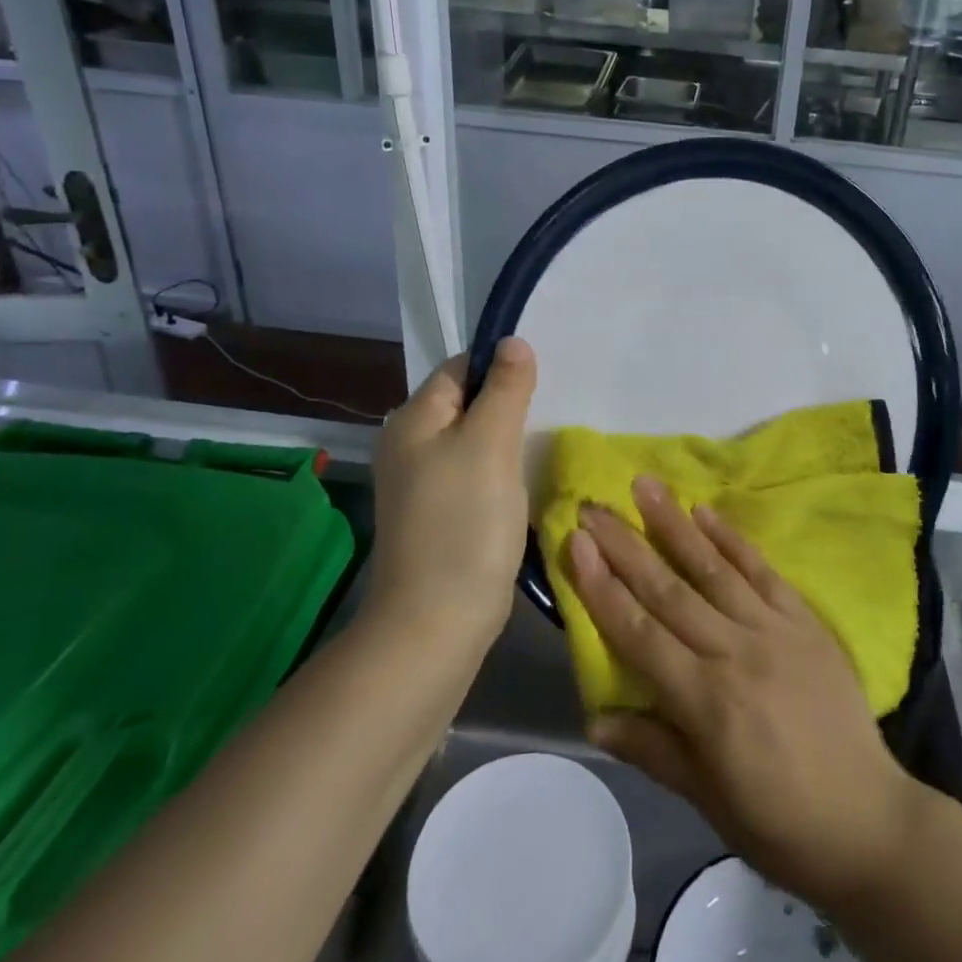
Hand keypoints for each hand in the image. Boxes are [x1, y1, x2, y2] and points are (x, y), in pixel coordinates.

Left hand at [368, 338, 535, 642]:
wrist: (437, 620)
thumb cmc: (465, 522)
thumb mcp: (490, 444)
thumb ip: (504, 388)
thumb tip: (513, 341)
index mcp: (413, 420)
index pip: (459, 368)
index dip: (499, 366)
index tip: (541, 381)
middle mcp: (410, 445)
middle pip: (467, 403)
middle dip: (508, 403)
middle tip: (551, 412)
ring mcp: (424, 484)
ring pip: (474, 441)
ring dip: (508, 440)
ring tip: (545, 443)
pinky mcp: (441, 515)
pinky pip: (475, 474)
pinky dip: (501, 471)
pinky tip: (526, 481)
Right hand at [565, 477, 918, 909]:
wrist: (869, 820)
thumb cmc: (779, 822)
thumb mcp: (708, 800)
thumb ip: (653, 749)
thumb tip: (594, 717)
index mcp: (705, 702)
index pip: (639, 633)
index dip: (602, 587)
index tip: (576, 542)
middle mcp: (735, 653)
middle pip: (668, 590)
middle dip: (625, 545)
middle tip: (594, 505)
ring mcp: (774, 630)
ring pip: (712, 568)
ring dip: (675, 524)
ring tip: (645, 485)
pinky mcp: (805, 621)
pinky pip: (762, 571)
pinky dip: (732, 539)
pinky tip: (706, 511)